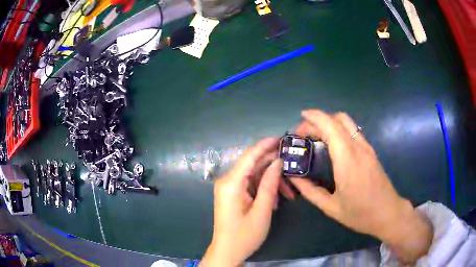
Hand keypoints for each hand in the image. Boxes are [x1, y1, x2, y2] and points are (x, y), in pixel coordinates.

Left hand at [201, 138, 293, 265]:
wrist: (227, 252)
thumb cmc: (244, 235)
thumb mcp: (262, 210)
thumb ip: (270, 184)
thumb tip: (278, 162)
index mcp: (231, 182)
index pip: (250, 156)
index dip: (265, 145)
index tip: (282, 138)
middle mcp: (228, 181)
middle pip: (253, 165)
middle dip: (274, 167)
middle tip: (294, 167)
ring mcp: (229, 188)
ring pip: (254, 176)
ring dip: (272, 182)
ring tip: (289, 193)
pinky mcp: (233, 195)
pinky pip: (251, 186)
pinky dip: (264, 189)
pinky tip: (276, 200)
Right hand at [291, 110, 432, 262]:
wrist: (388, 213)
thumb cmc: (360, 213)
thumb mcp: (331, 207)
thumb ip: (310, 191)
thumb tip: (294, 178)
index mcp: (347, 159)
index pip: (331, 126)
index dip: (314, 117)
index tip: (300, 118)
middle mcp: (358, 147)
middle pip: (339, 119)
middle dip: (319, 119)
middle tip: (304, 132)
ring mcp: (367, 148)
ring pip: (347, 123)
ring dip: (329, 123)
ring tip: (315, 136)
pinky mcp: (371, 152)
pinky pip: (353, 131)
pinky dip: (338, 130)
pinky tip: (331, 144)